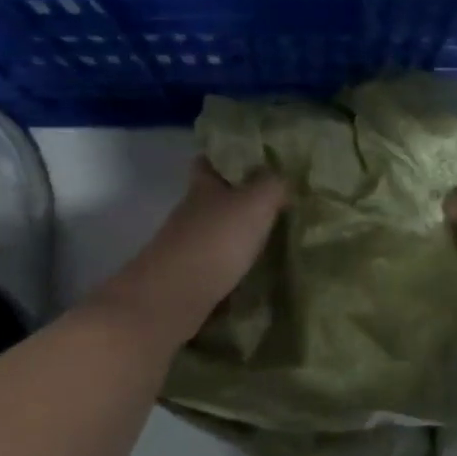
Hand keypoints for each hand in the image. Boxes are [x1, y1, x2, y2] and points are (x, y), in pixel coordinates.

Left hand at [92, 161, 286, 342]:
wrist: (172, 298)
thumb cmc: (215, 241)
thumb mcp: (255, 203)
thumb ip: (273, 185)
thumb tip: (283, 177)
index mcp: (202, 187)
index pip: (208, 161)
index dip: (225, 156)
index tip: (251, 159)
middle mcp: (190, 213)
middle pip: (212, 198)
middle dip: (238, 198)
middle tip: (274, 202)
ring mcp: (186, 247)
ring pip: (214, 232)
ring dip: (237, 234)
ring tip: (272, 238)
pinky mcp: (188, 278)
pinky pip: (215, 264)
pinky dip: (233, 265)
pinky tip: (255, 271)